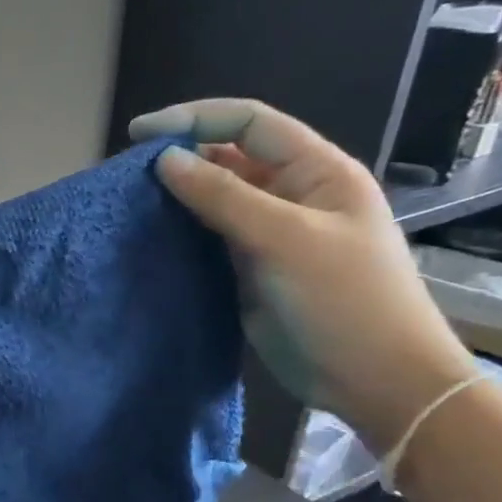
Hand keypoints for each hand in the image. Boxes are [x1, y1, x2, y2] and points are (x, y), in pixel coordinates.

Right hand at [127, 99, 476, 451]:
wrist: (375, 382)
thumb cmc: (344, 300)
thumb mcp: (285, 239)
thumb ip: (223, 195)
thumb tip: (165, 159)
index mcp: (316, 171)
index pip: (249, 123)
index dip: (195, 119)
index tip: (139, 135)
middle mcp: (291, 194)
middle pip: (228, 156)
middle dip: (180, 156)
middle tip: (126, 173)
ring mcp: (270, 232)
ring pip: (214, 197)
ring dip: (176, 194)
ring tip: (129, 200)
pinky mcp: (250, 267)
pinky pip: (208, 235)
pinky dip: (179, 229)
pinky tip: (149, 233)